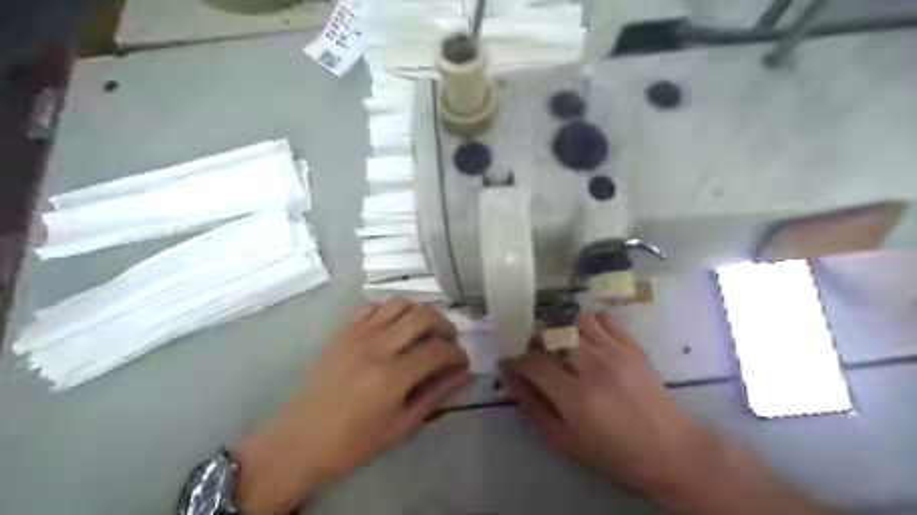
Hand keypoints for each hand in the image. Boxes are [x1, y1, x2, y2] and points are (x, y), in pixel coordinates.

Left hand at [235, 300, 467, 512]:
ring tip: (425, 329)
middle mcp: (377, 346)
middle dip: (445, 325)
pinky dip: (389, 310)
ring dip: (420, 312)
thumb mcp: (400, 426)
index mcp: (392, 376)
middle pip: (423, 316)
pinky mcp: (341, 332)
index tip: (462, 361)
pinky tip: (392, 326)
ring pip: (399, 303)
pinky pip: (371, 306)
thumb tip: (461, 376)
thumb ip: (434, 396)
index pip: (438, 351)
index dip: (457, 354)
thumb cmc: (351, 443)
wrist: (298, 441)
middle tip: (449, 340)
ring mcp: (357, 335)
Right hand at [501, 313, 706, 496]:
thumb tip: (513, 380)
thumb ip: (535, 408)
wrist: (672, 451)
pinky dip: (587, 322)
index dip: (515, 361)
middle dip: (534, 342)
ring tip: (559, 345)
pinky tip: (585, 337)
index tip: (509, 364)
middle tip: (533, 355)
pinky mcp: (632, 346)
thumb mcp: (567, 442)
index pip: (533, 363)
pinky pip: (603, 319)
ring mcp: (615, 352)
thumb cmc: (615, 455)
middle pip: (551, 335)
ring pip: (574, 322)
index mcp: (576, 397)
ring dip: (560, 330)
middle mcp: (593, 367)